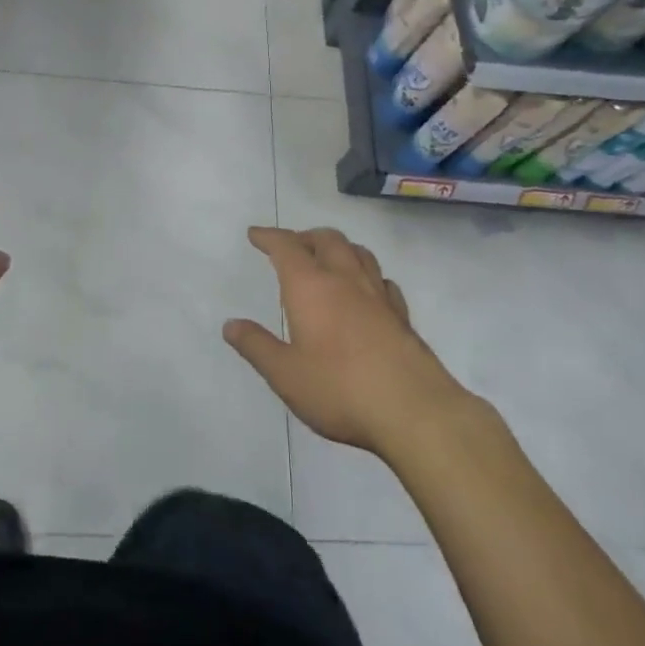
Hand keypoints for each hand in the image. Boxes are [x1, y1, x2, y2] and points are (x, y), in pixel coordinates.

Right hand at [225, 226, 470, 455]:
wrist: (414, 411)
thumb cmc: (340, 390)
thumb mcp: (285, 375)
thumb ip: (256, 346)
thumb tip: (230, 325)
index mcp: (311, 287)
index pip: (286, 247)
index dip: (269, 237)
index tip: (256, 234)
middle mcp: (345, 280)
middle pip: (327, 239)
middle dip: (305, 237)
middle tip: (291, 246)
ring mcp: (378, 295)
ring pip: (359, 253)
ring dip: (339, 248)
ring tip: (327, 260)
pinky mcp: (402, 316)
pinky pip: (382, 281)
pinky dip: (367, 275)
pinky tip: (366, 292)